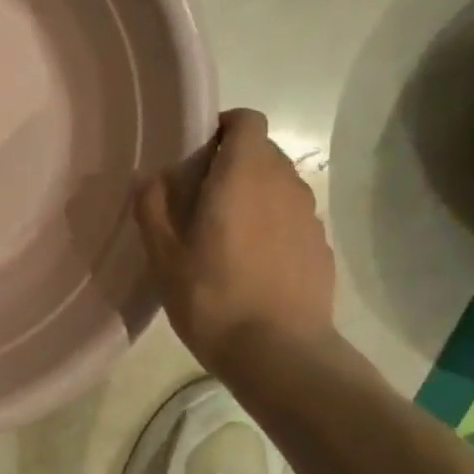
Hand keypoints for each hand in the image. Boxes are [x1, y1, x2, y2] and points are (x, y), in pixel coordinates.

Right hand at [135, 108, 335, 374]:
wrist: (279, 353)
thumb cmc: (211, 296)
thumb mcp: (163, 255)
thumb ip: (152, 206)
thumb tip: (151, 177)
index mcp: (243, 175)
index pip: (247, 120)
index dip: (223, 128)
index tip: (197, 156)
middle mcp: (284, 184)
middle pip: (263, 152)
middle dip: (233, 164)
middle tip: (200, 201)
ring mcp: (309, 216)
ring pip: (279, 186)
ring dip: (254, 196)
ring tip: (226, 237)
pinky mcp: (321, 247)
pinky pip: (293, 219)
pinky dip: (273, 226)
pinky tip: (254, 265)